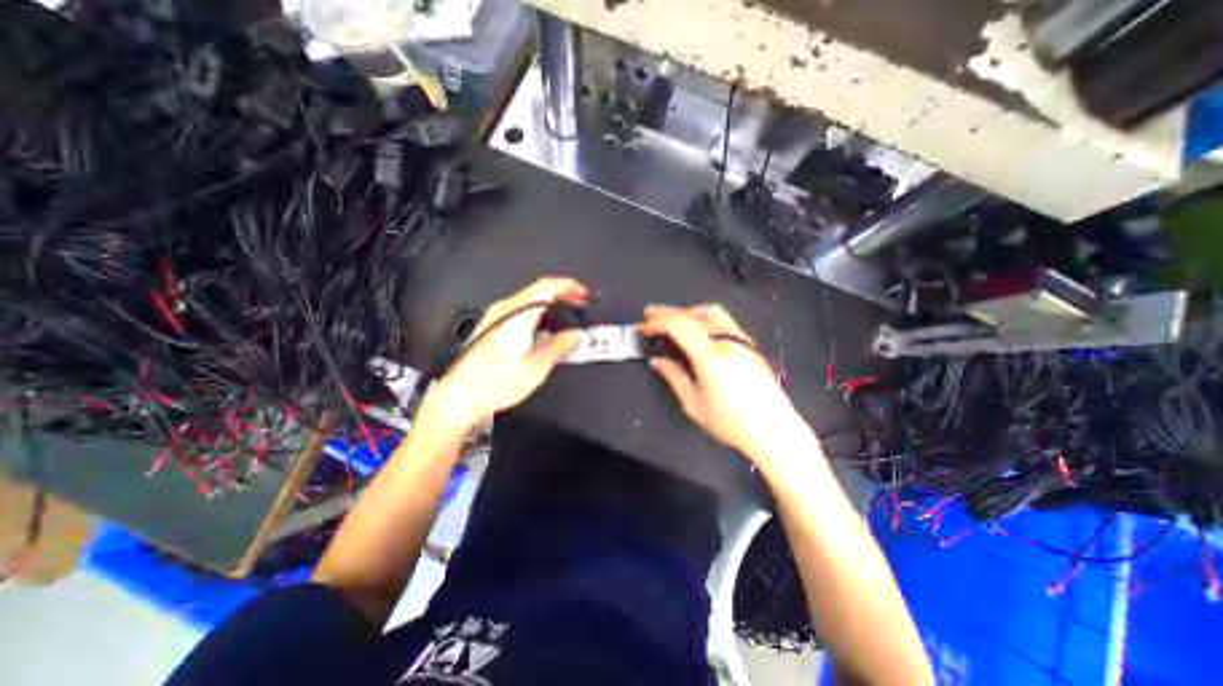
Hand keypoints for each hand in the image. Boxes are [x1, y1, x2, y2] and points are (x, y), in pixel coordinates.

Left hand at [425, 276, 589, 436]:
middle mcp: (504, 310)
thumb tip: (577, 335)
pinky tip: (549, 327)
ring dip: (553, 304)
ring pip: (531, 299)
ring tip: (570, 316)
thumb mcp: (535, 369)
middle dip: (565, 295)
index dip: (569, 286)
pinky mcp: (494, 325)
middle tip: (582, 306)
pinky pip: (522, 309)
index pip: (546, 287)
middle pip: (539, 290)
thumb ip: (560, 347)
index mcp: (516, 316)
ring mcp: (496, 316)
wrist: (459, 397)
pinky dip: (541, 312)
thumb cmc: (494, 385)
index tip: (585, 295)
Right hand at [641, 306, 809, 466]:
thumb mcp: (694, 404)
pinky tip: (697, 329)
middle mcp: (728, 343)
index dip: (658, 322)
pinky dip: (703, 318)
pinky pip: (724, 320)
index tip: (644, 327)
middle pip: (694, 314)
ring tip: (672, 319)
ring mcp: (742, 341)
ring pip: (712, 312)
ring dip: (688, 311)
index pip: (680, 326)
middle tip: (651, 316)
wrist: (773, 430)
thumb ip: (674, 377)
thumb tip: (658, 362)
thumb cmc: (733, 423)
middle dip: (669, 312)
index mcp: (712, 358)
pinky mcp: (750, 345)